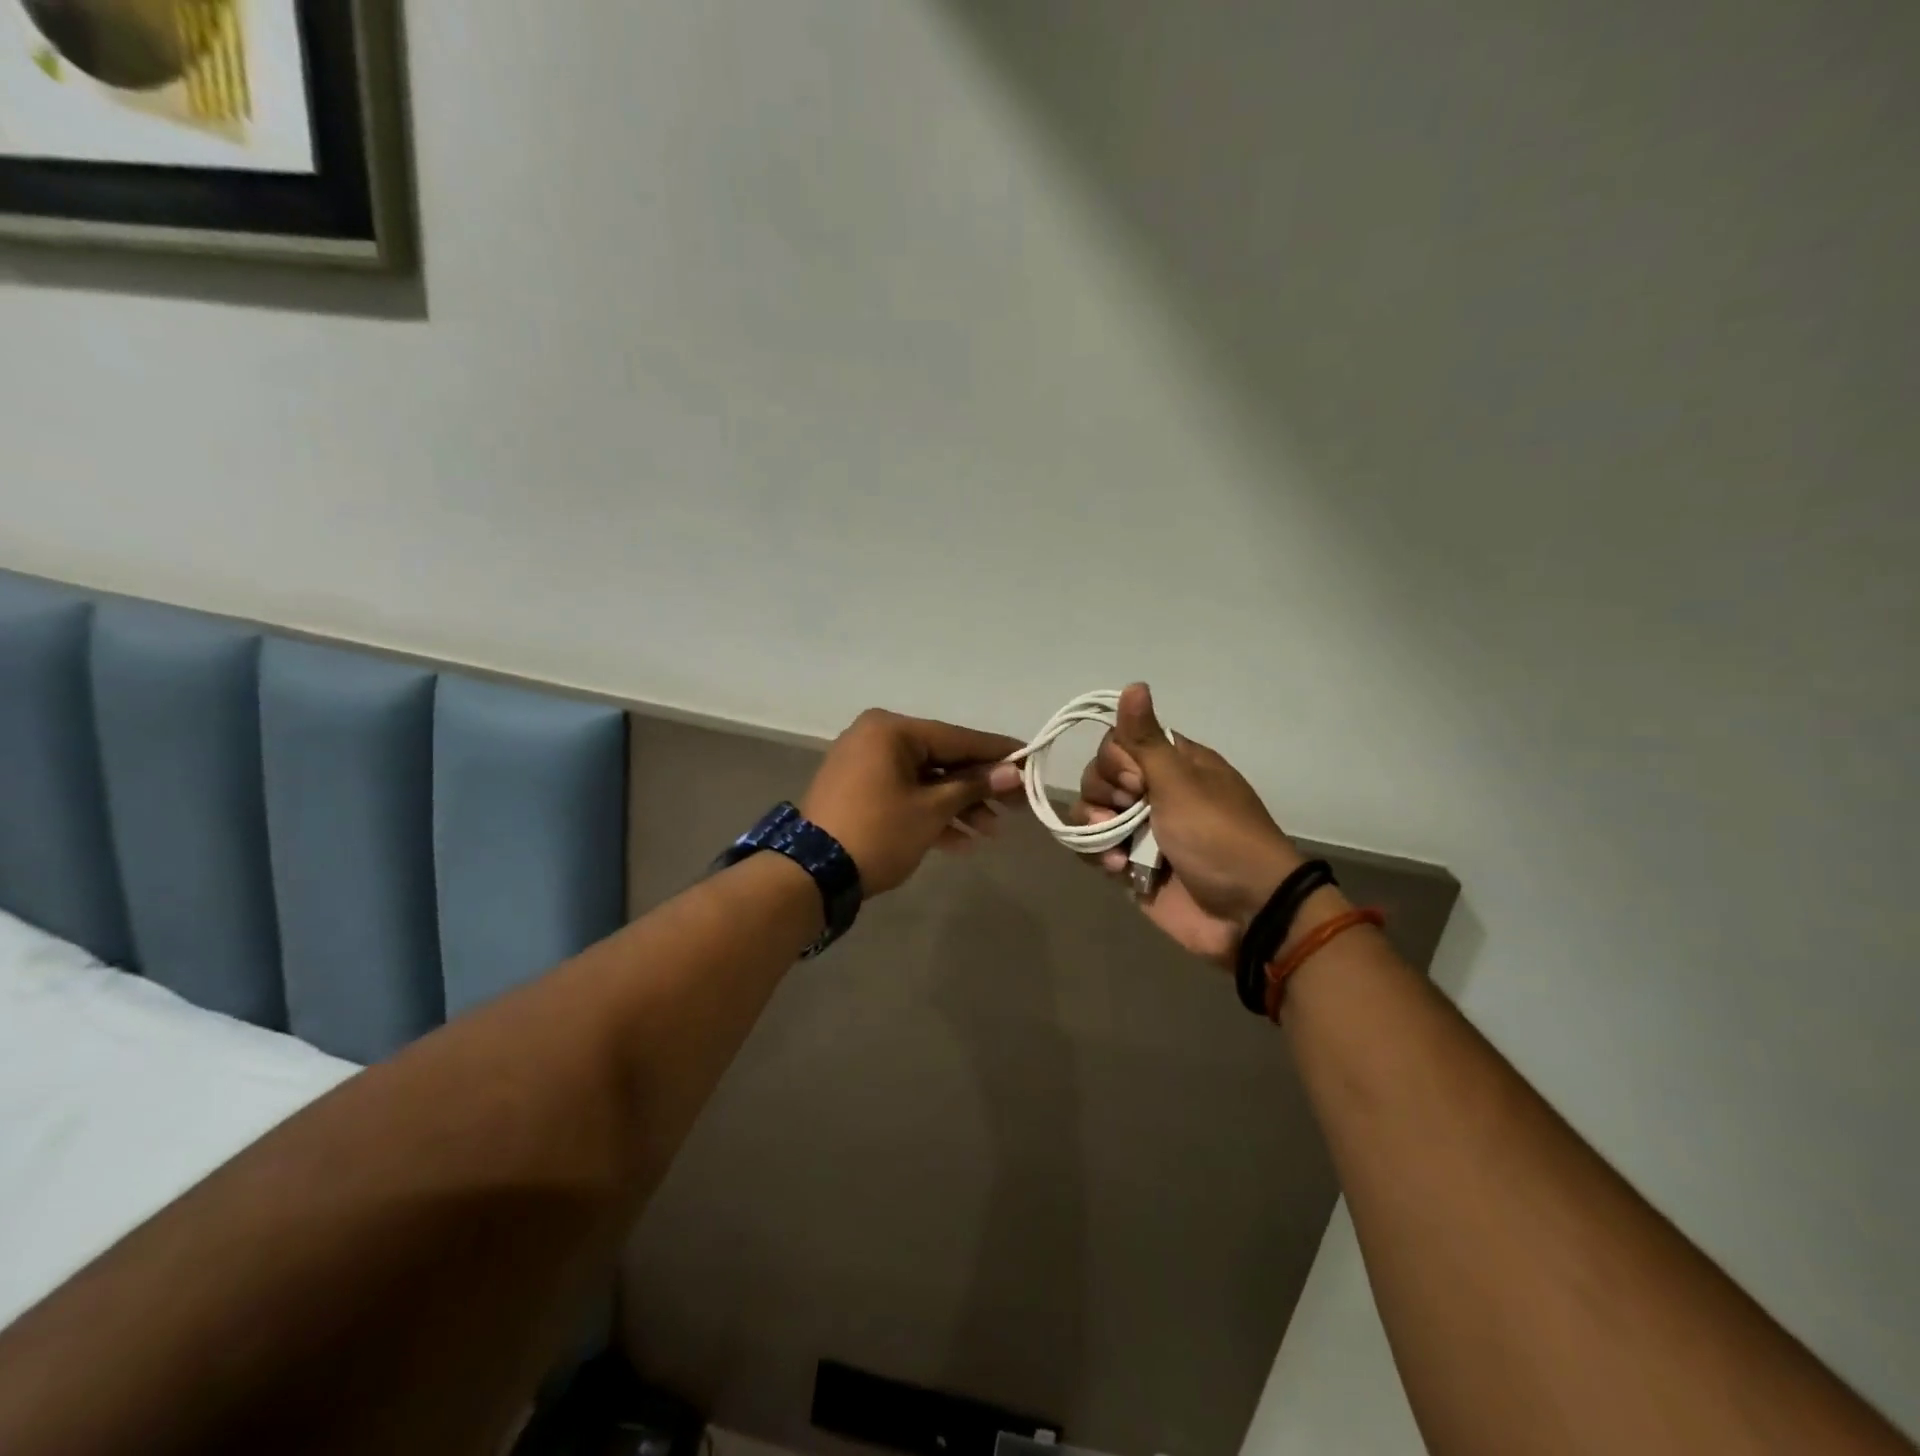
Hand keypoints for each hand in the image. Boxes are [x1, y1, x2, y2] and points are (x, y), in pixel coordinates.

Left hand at [802, 709, 1025, 894]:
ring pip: (924, 781)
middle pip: (942, 760)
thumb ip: (974, 786)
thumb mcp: (932, 809)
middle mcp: (876, 738)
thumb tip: (1014, 772)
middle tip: (1015, 807)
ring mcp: (864, 766)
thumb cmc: (878, 831)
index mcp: (891, 730)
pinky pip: (904, 795)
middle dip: (978, 788)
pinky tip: (961, 842)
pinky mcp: (858, 793)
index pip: (957, 737)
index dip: (996, 752)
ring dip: (957, 806)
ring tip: (990, 833)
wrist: (812, 874)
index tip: (1030, 759)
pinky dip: (930, 814)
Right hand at [1074, 684, 1302, 965]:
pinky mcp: (1129, 863)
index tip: (1137, 780)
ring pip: (1091, 810)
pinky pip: (1094, 847)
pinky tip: (1117, 867)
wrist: (1246, 913)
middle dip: (1104, 793)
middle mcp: (1153, 791)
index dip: (1117, 760)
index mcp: (1173, 764)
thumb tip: (1134, 683)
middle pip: (1099, 774)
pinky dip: (1097, 854)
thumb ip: (1145, 740)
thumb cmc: (1218, 837)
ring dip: (1095, 826)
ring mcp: (1139, 829)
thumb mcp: (1181, 783)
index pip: (1119, 742)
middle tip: (1129, 811)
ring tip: (1117, 849)